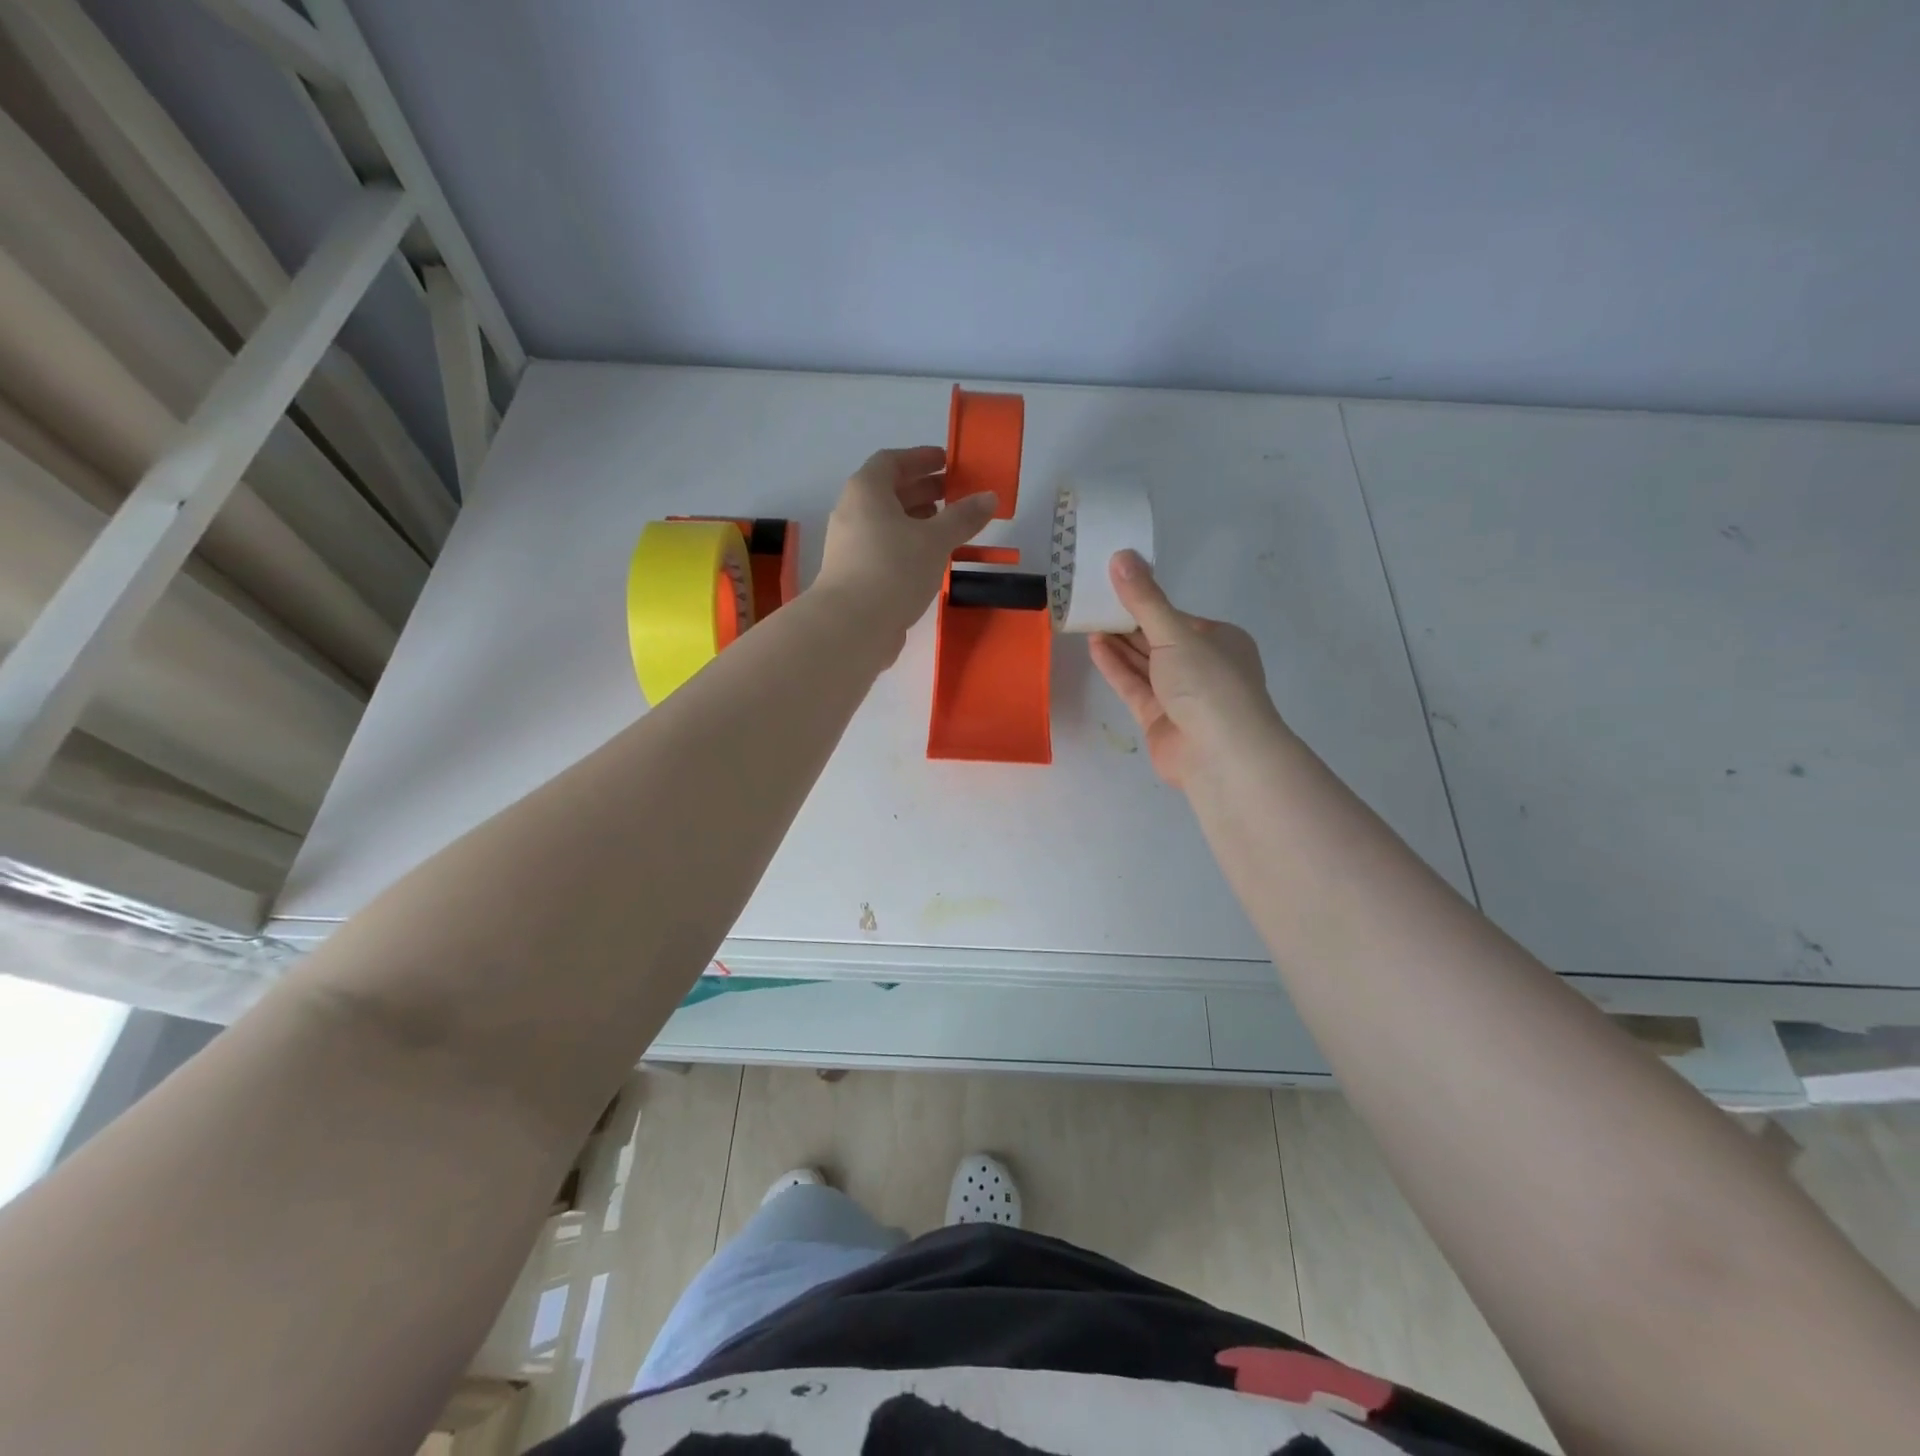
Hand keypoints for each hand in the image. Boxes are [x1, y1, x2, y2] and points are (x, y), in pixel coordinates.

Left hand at [814, 446, 997, 653]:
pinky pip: (885, 548)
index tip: (947, 462)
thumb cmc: (893, 570)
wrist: (851, 626)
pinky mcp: (855, 575)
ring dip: (917, 520)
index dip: (920, 458)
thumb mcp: (935, 540)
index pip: (892, 461)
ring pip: (887, 523)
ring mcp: (850, 546)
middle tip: (956, 495)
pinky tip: (930, 560)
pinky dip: (908, 545)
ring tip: (948, 528)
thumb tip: (989, 497)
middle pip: (889, 491)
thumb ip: (963, 517)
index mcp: (866, 491)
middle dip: (923, 490)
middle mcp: (852, 512)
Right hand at [1088, 551, 1284, 789]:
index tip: (1113, 586)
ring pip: (1144, 664)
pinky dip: (1115, 667)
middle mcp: (1202, 666)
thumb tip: (1121, 555)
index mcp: (1219, 641)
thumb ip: (1144, 599)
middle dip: (1128, 623)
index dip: (1145, 602)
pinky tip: (1094, 646)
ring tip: (1087, 620)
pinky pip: (1134, 687)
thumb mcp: (1175, 634)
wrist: (1220, 754)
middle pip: (1158, 640)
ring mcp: (1180, 695)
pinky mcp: (1159, 719)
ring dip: (1118, 644)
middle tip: (1092, 601)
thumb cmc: (1208, 683)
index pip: (1176, 617)